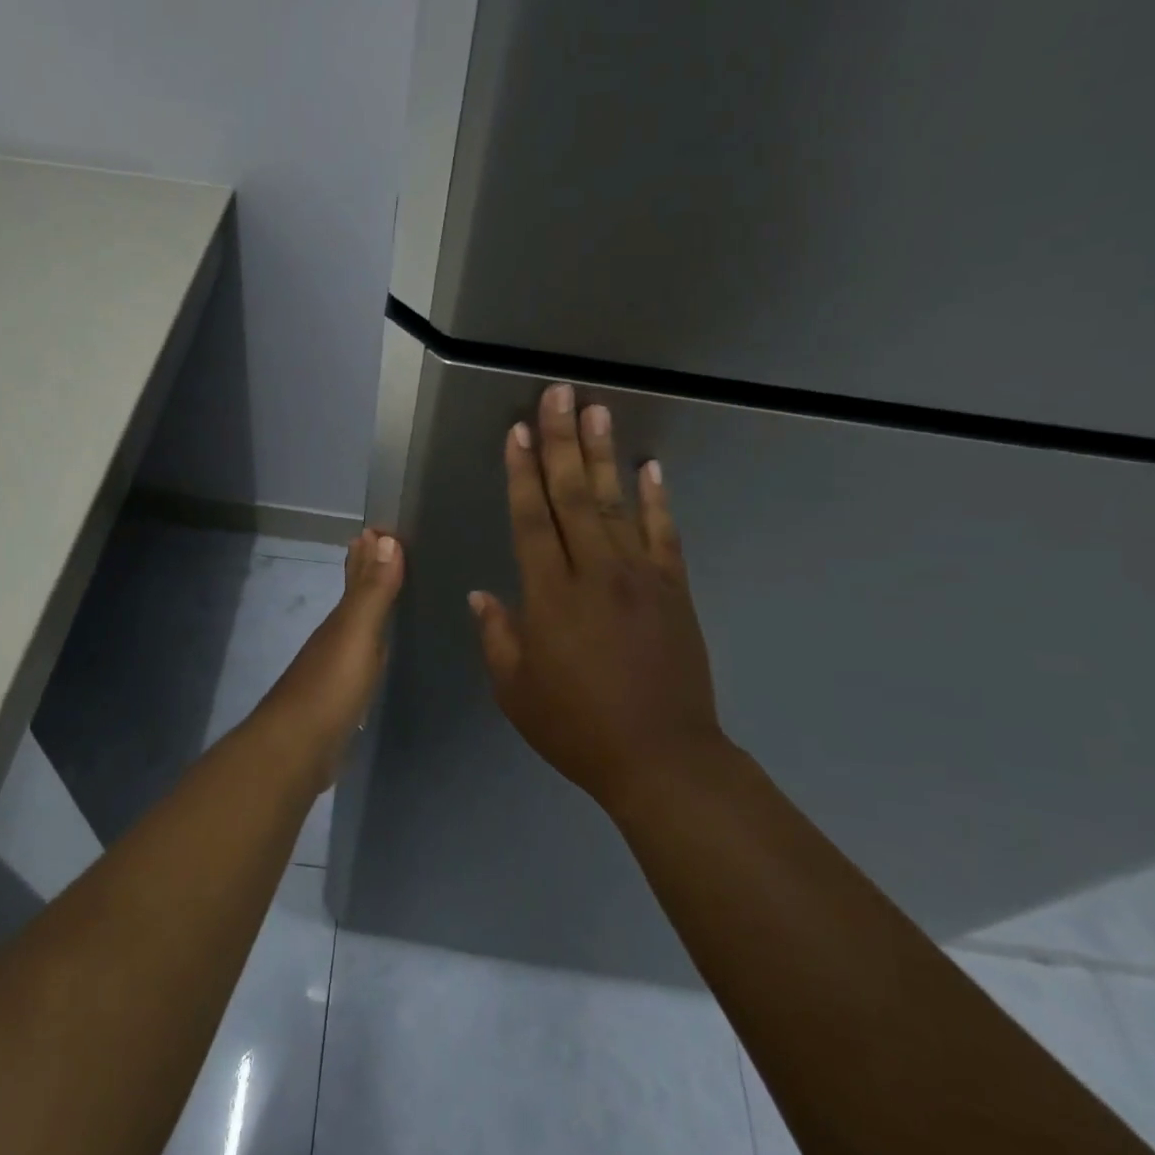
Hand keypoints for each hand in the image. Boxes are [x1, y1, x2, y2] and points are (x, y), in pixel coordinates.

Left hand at [254, 528, 404, 790]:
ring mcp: (335, 668)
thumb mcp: (357, 634)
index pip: (357, 575)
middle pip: (354, 596)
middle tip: (383, 546)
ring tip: (390, 592)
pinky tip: (378, 651)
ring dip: (370, 605)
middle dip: (366, 571)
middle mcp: (335, 636)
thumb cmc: (331, 687)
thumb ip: (373, 590)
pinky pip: (361, 658)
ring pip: (356, 625)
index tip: (382, 528)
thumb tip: (385, 538)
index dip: (369, 552)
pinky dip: (371, 645)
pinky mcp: (340, 698)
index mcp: (341, 619)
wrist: (297, 749)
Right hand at [469, 383, 723, 811]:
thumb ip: (497, 635)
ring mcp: (640, 577)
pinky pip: (664, 534)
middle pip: (573, 496)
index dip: (521, 472)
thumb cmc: (577, 727)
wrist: (662, 758)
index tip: (517, 431)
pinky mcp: (673, 590)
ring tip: (597, 411)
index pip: (531, 519)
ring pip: (616, 503)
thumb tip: (481, 594)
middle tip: (559, 395)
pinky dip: (658, 498)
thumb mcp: (515, 690)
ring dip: (603, 455)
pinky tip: (650, 467)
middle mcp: (594, 572)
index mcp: (550, 595)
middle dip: (561, 442)